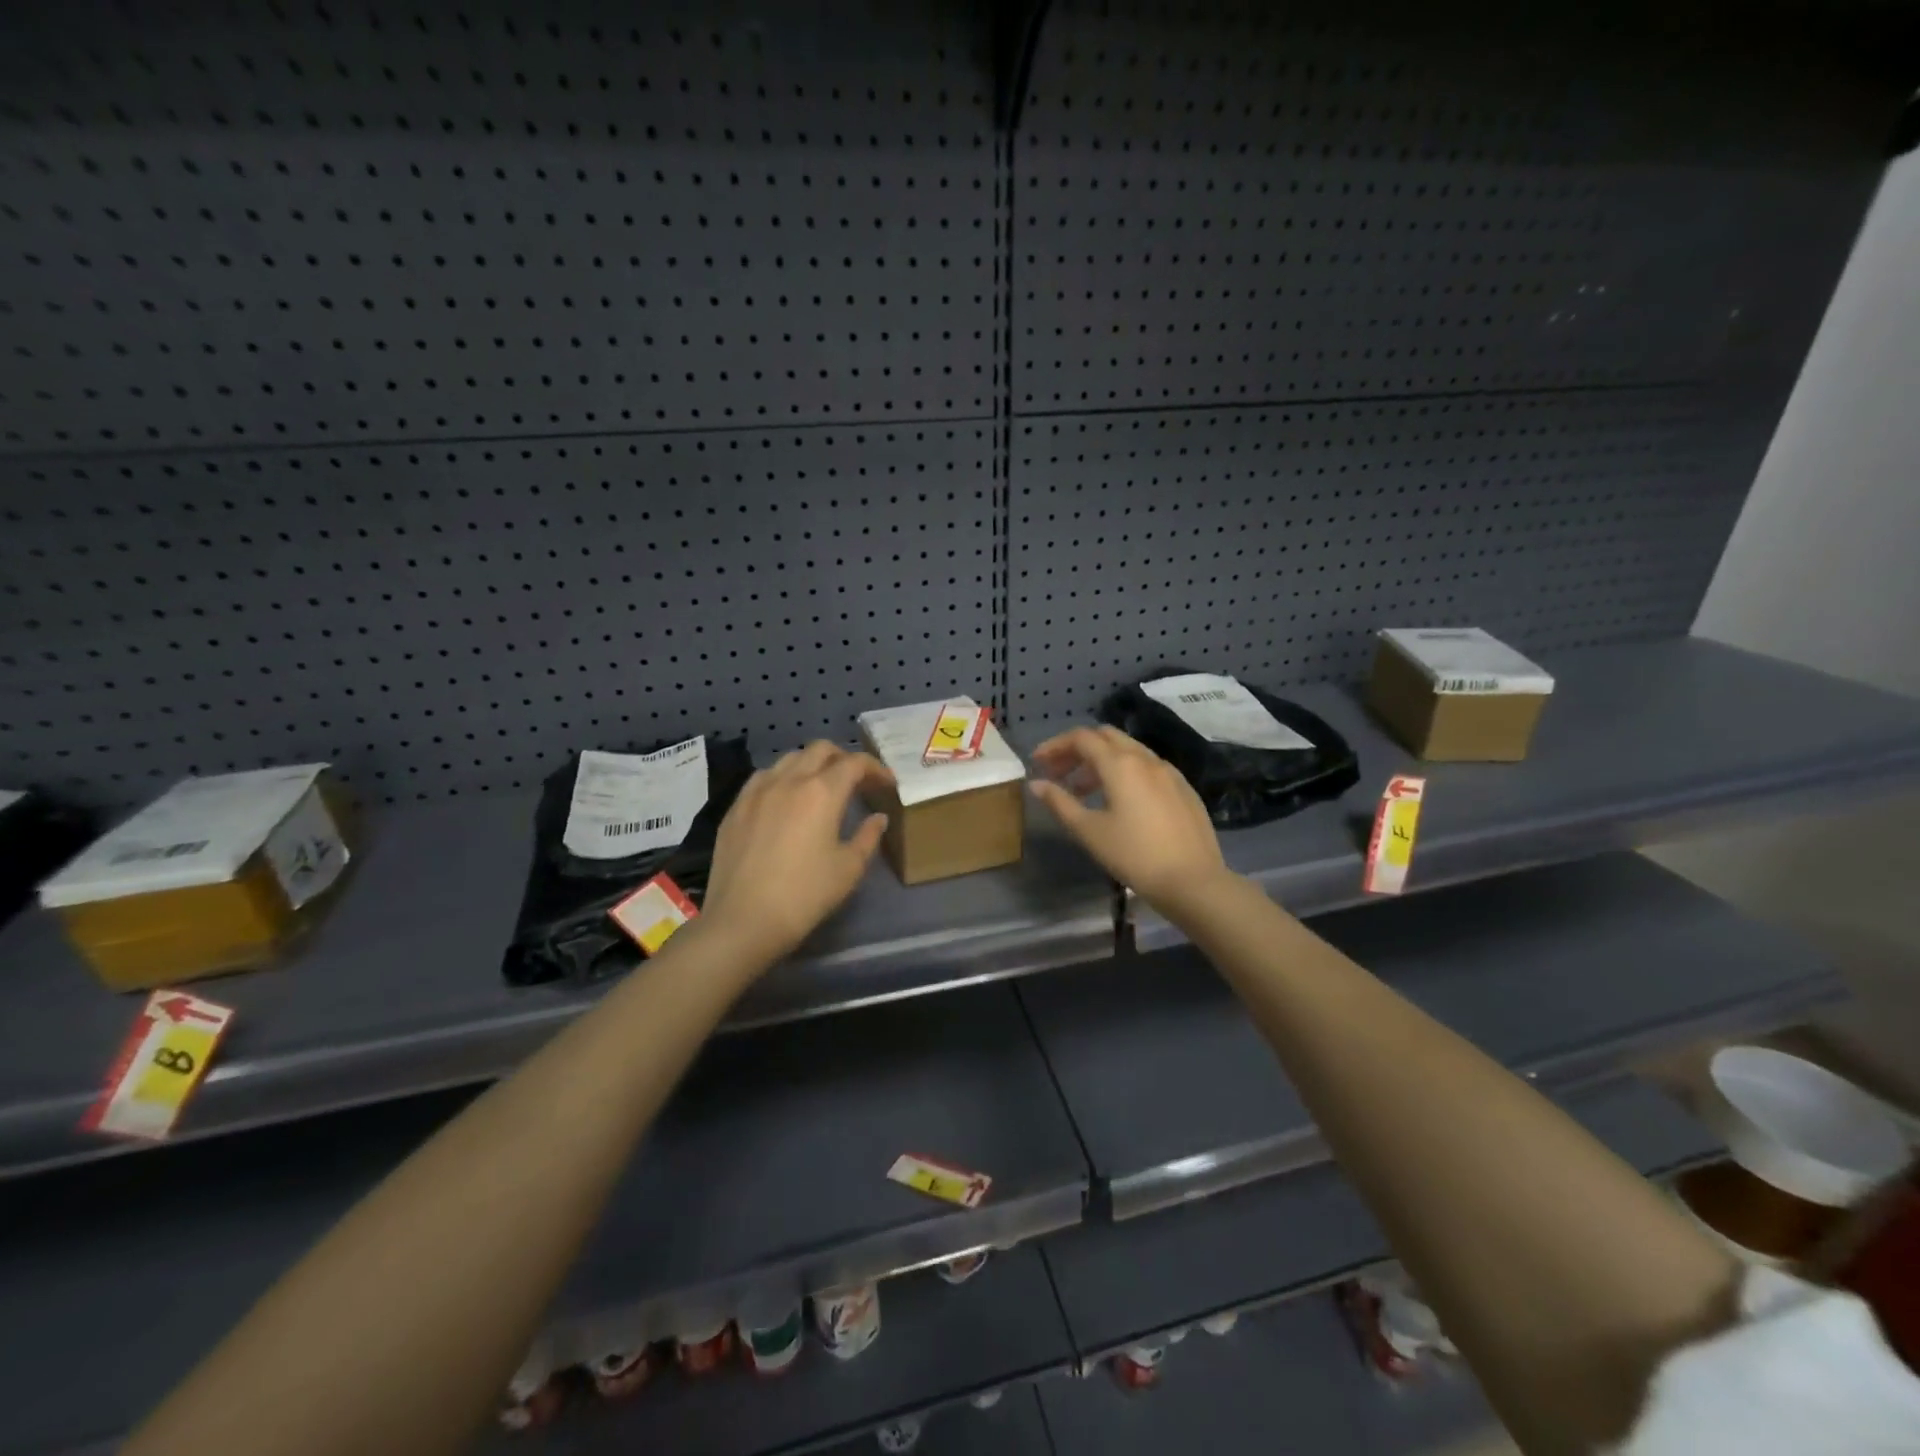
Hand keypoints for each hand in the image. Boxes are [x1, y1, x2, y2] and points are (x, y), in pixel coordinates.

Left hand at [699, 741, 893, 966]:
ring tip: (820, 787)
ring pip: (789, 759)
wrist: (743, 920)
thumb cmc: (805, 895)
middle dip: (843, 758)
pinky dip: (782, 778)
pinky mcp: (735, 807)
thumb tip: (878, 818)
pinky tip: (784, 799)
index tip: (887, 784)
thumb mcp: (848, 869)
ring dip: (811, 764)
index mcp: (822, 792)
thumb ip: (868, 837)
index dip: (875, 769)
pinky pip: (763, 777)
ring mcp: (757, 791)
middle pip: (820, 750)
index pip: (854, 763)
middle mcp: (789, 780)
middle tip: (856, 780)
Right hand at [1029, 726, 1232, 914]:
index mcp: (1120, 764)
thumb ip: (1060, 802)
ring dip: (1101, 761)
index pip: (1081, 738)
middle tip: (1058, 773)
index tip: (1038, 763)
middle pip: (1106, 737)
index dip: (1055, 746)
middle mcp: (1146, 758)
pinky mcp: (1184, 788)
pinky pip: (1147, 767)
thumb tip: (1036, 784)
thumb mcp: (1089, 831)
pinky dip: (1125, 772)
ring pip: (1129, 751)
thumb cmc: (1134, 855)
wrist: (1193, 881)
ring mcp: (1169, 772)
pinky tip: (1120, 801)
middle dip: (1078, 749)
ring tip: (1083, 790)